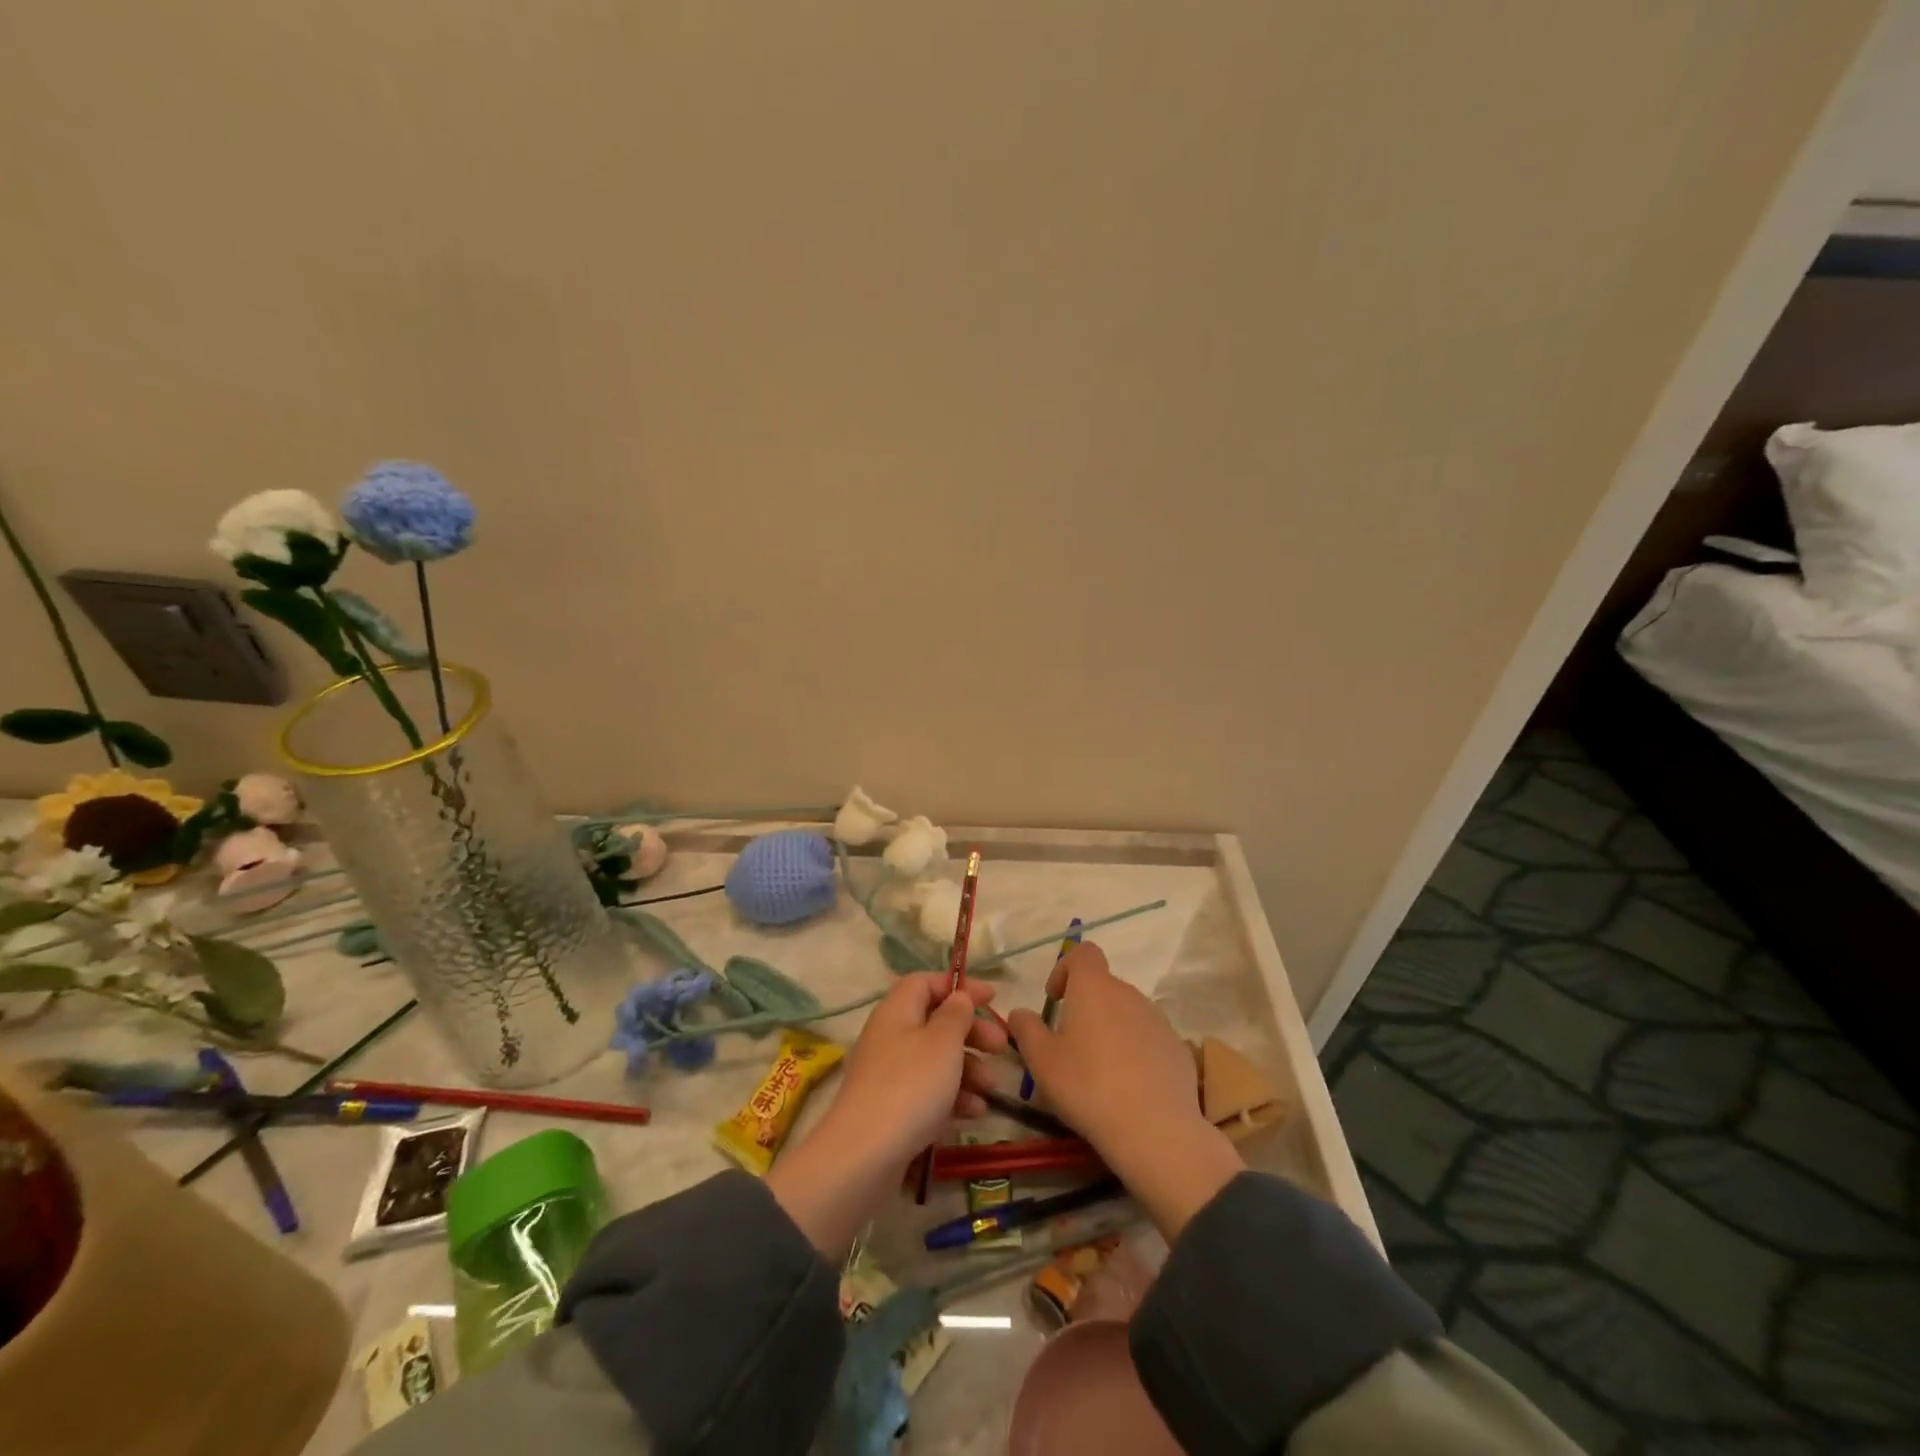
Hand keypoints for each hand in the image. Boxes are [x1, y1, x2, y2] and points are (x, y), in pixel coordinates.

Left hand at [830, 971, 1008, 1163]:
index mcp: (897, 1010)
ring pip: (935, 1059)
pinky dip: (953, 1096)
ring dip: (968, 1068)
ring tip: (992, 1088)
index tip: (992, 997)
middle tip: (1001, 1046)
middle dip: (971, 1031)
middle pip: (935, 1021)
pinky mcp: (891, 1109)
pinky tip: (975, 1112)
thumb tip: (958, 997)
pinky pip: (928, 1091)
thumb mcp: (943, 1042)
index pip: (926, 983)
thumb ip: (956, 1014)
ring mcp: (888, 1074)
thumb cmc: (910, 1086)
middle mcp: (889, 1036)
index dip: (959, 986)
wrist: (864, 1156)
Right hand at [1008, 943, 1241, 1238]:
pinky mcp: (1177, 1048)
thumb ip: (1026, 1029)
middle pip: (1104, 986)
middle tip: (1070, 1045)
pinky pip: (1148, 1039)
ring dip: (1110, 1029)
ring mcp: (1157, 1020)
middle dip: (1085, 1007)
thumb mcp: (1042, 1061)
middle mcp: (1128, 993)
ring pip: (1127, 1013)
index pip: (1083, 952)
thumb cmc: (1087, 1086)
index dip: (1065, 968)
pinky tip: (1128, 1088)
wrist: (1155, 1129)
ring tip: (1099, 1071)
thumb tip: (1020, 1013)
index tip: (1055, 999)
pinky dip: (1135, 1052)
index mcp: (1094, 987)